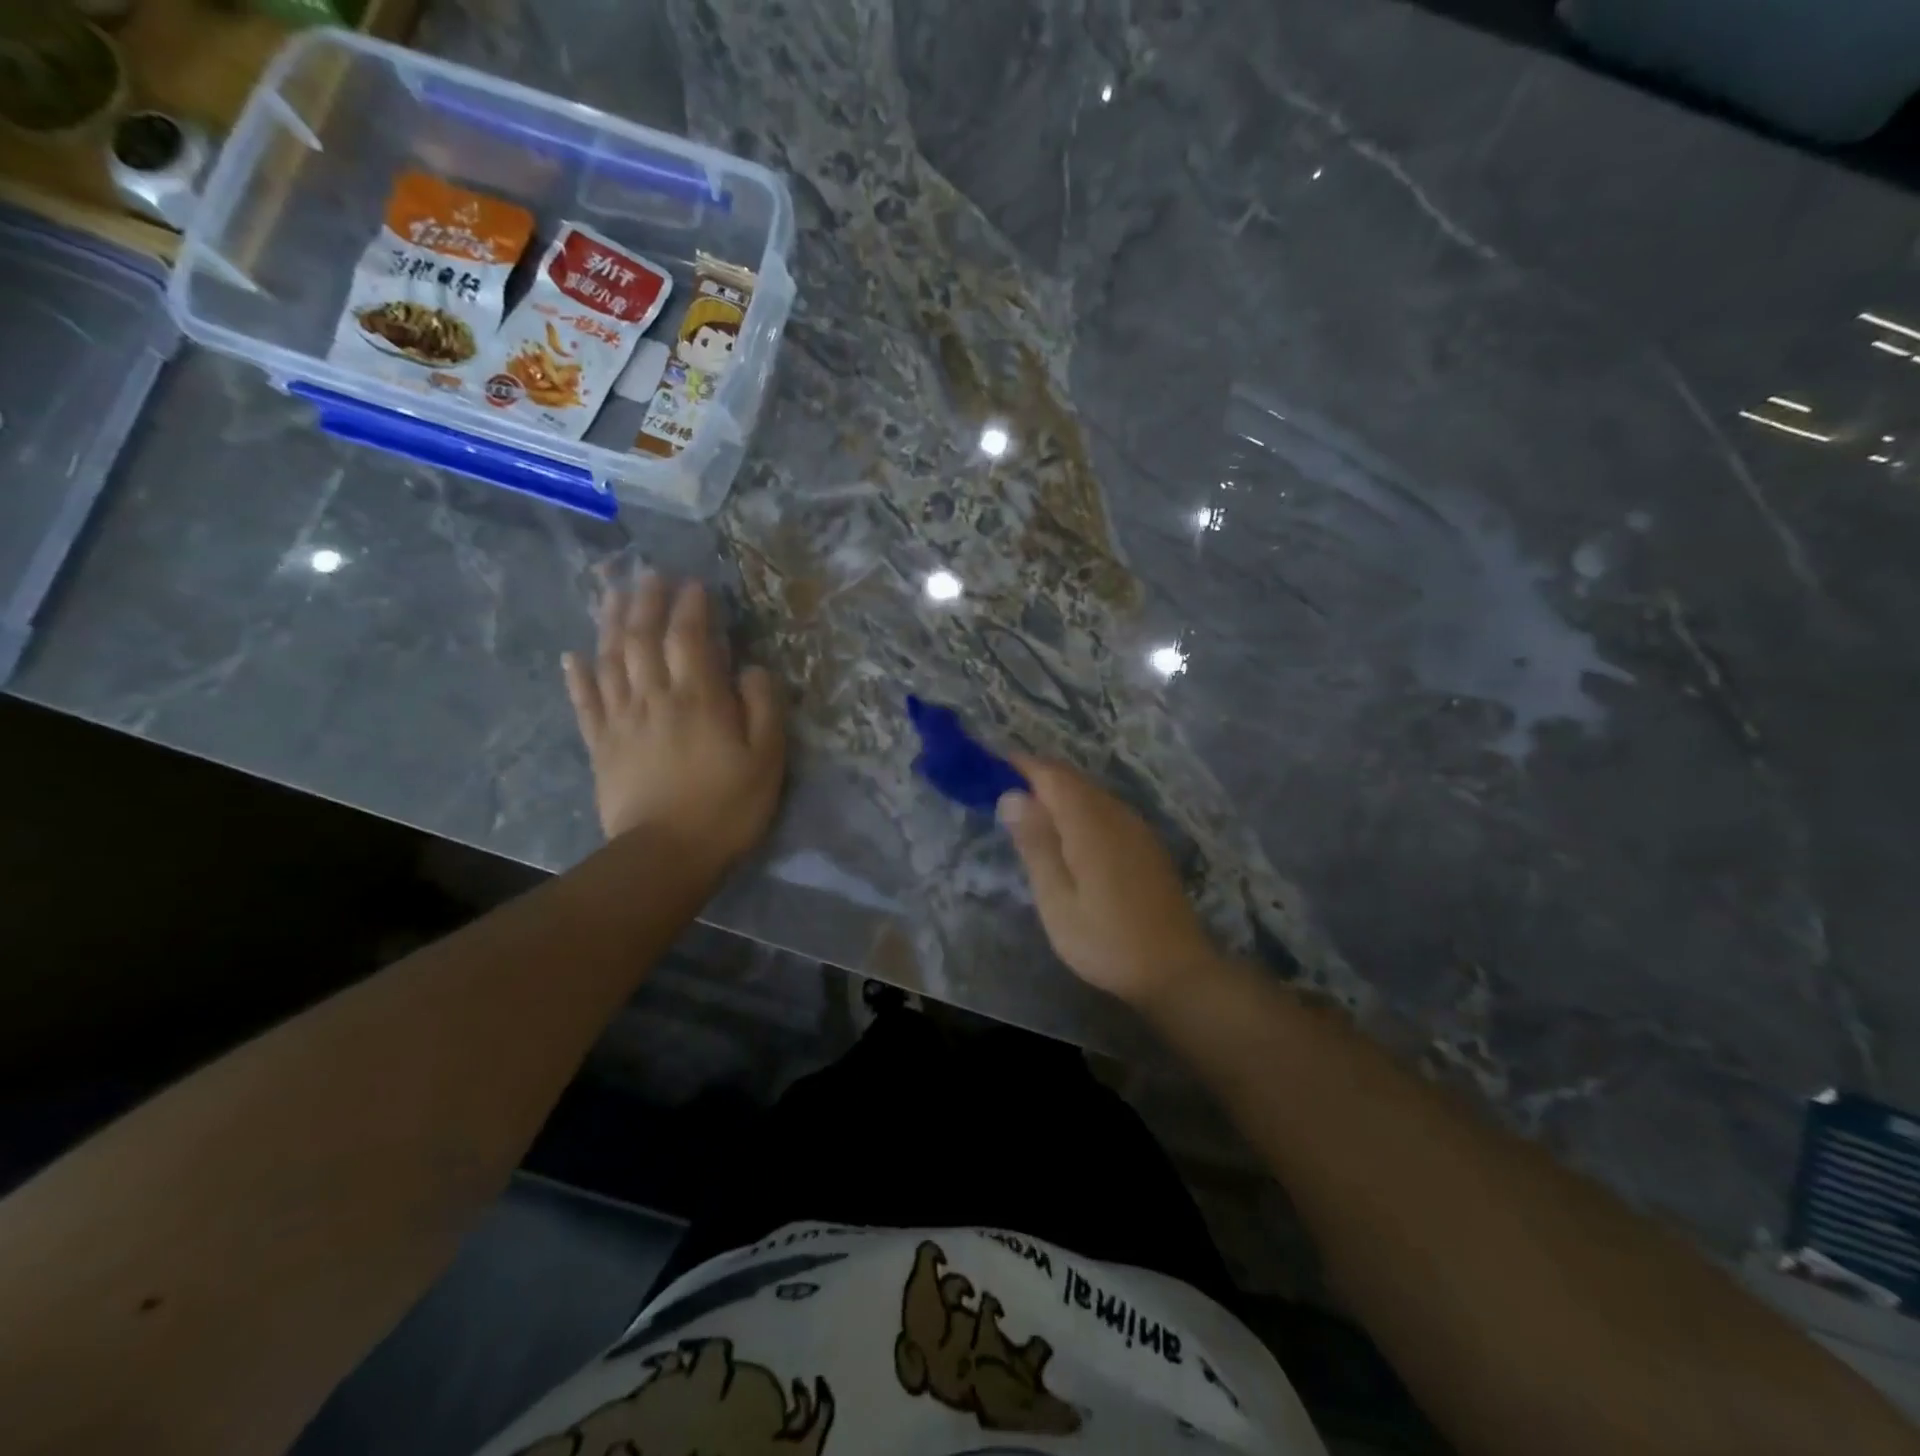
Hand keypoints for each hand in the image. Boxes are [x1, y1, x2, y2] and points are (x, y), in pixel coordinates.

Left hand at [563, 576, 784, 869]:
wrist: (666, 855)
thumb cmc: (727, 807)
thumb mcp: (767, 759)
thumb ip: (763, 707)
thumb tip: (752, 668)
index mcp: (698, 698)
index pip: (690, 637)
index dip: (691, 607)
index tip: (695, 584)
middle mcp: (654, 697)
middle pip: (642, 638)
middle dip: (646, 601)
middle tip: (648, 574)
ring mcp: (621, 720)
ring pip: (609, 659)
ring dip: (610, 622)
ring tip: (612, 594)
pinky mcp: (601, 745)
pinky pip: (584, 701)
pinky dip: (576, 675)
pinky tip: (571, 655)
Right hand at [997, 756, 1219, 1006]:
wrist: (1176, 971)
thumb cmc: (1107, 941)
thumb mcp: (1057, 901)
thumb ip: (1036, 845)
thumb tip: (1011, 796)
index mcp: (1091, 823)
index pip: (1052, 776)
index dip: (1021, 766)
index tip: (991, 771)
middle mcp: (1117, 814)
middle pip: (1073, 780)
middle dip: (1038, 779)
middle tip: (1003, 797)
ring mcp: (1136, 828)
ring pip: (1091, 793)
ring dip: (1059, 794)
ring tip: (1029, 817)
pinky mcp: (1146, 843)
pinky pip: (1106, 809)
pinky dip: (1080, 810)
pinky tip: (1068, 838)